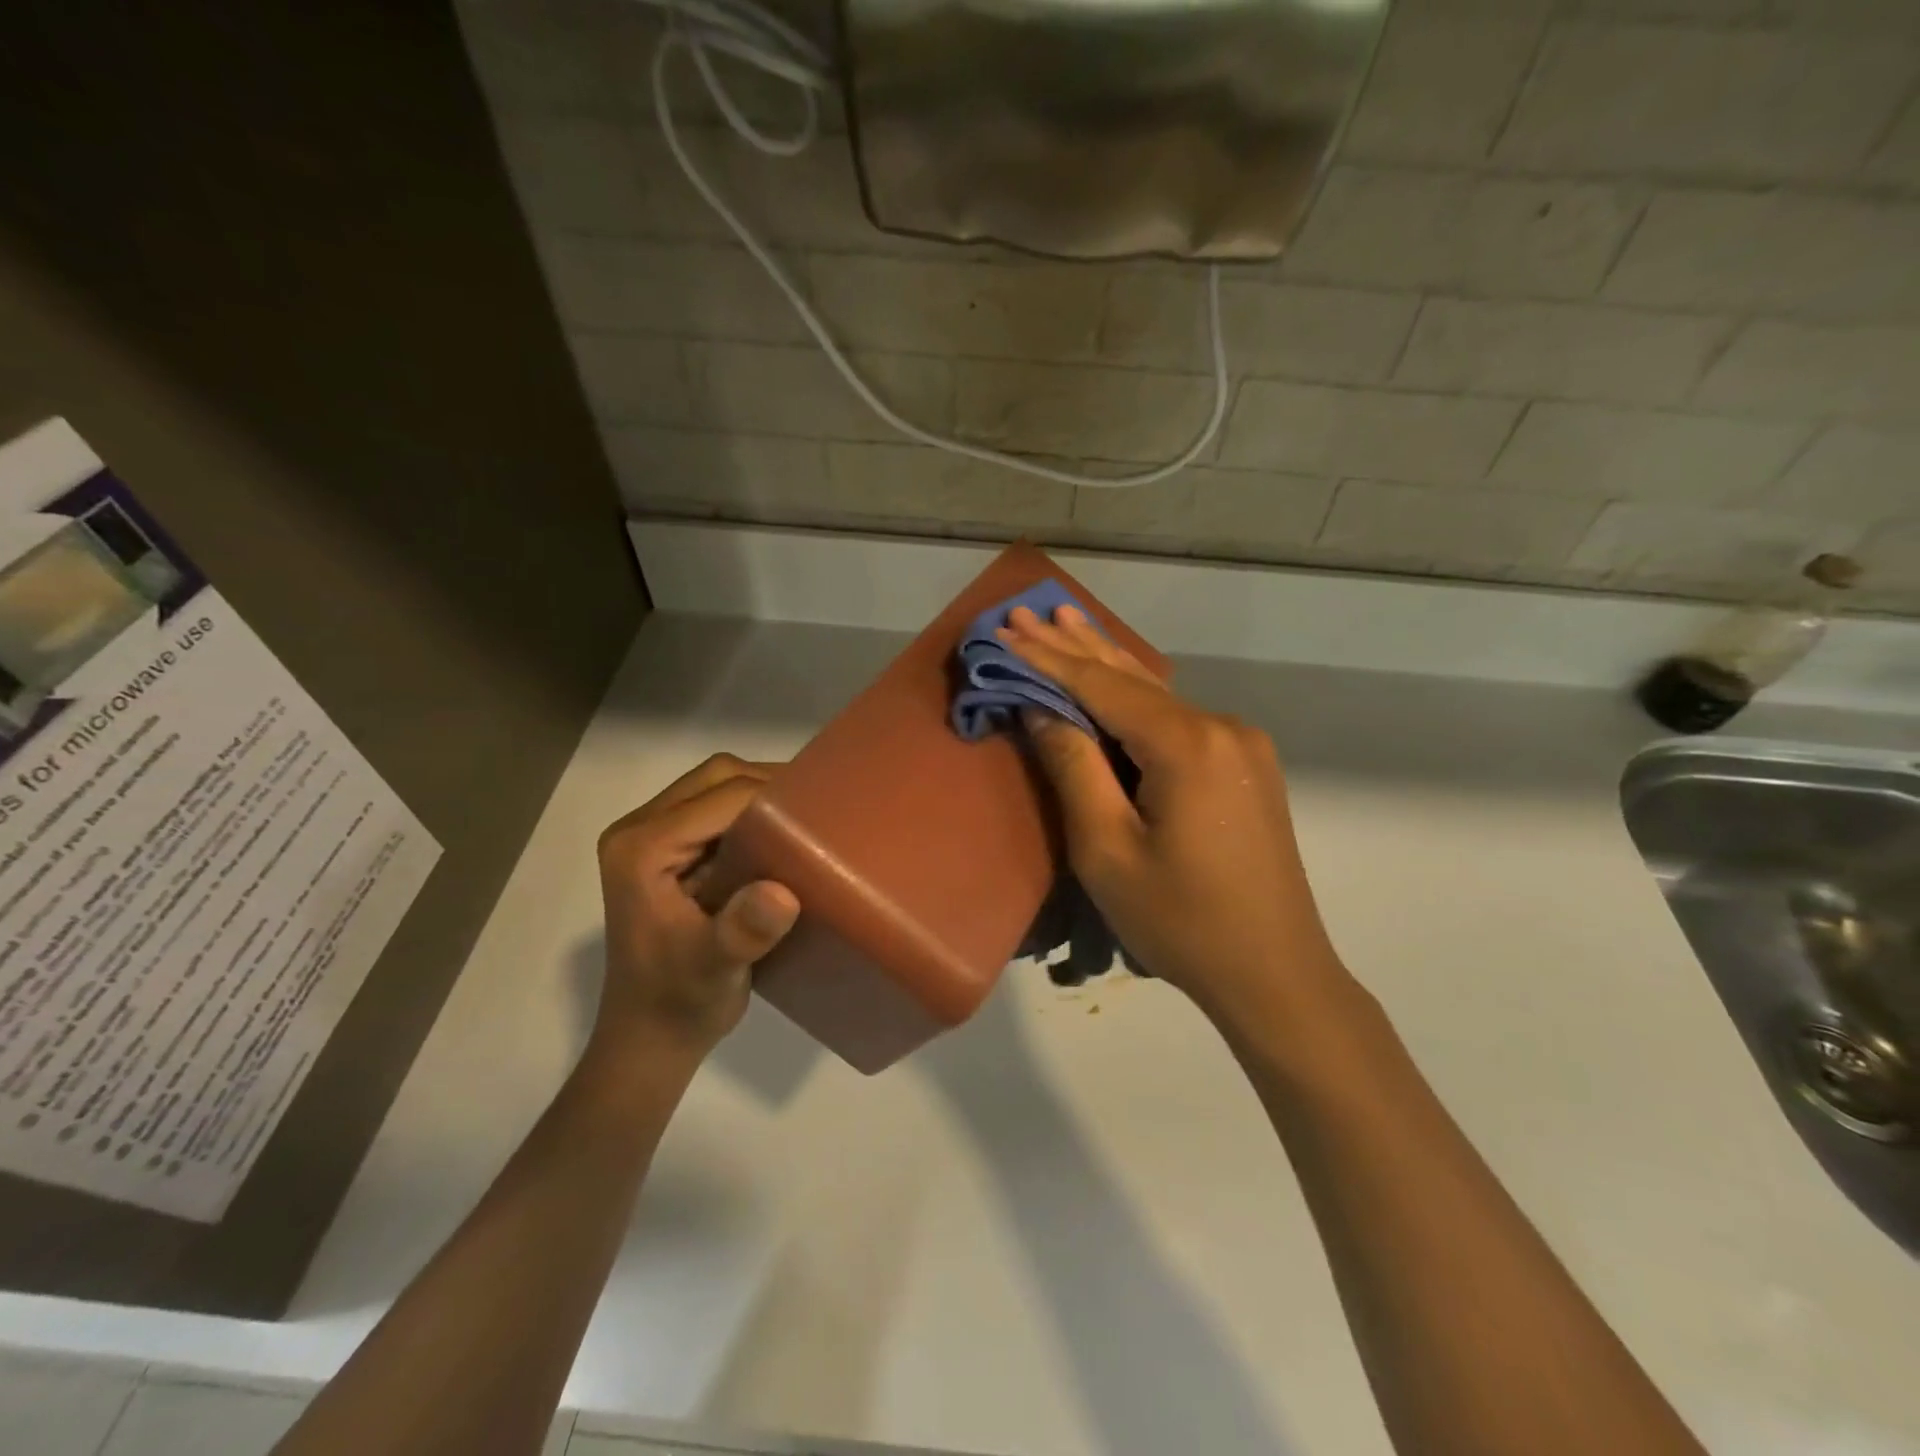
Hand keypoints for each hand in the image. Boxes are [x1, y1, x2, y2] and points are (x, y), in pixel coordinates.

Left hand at [593, 754, 799, 1067]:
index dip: (772, 798)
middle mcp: (640, 830)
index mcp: (640, 847)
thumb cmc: (678, 1004)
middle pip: (715, 777)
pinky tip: (785, 839)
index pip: (719, 797)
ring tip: (808, 818)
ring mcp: (654, 839)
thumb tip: (784, 894)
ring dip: (763, 797)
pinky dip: (755, 816)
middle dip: (769, 784)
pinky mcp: (671, 853)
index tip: (822, 812)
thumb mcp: (712, 970)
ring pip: (717, 788)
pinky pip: (718, 812)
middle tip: (818, 808)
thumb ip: (742, 932)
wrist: (651, 1038)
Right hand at [999, 605, 1346, 1031]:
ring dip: (1106, 663)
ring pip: (1157, 695)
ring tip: (1065, 620)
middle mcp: (1221, 727)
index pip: (1101, 686)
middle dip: (1074, 645)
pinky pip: (1178, 718)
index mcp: (1187, 744)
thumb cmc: (1180, 920)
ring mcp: (1241, 744)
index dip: (1047, 658)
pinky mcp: (1246, 765)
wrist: (1275, 973)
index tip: (1004, 629)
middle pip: (1131, 678)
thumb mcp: (1107, 849)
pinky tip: (1115, 674)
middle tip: (1026, 610)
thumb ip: (1074, 767)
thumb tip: (1041, 708)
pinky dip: (1136, 697)